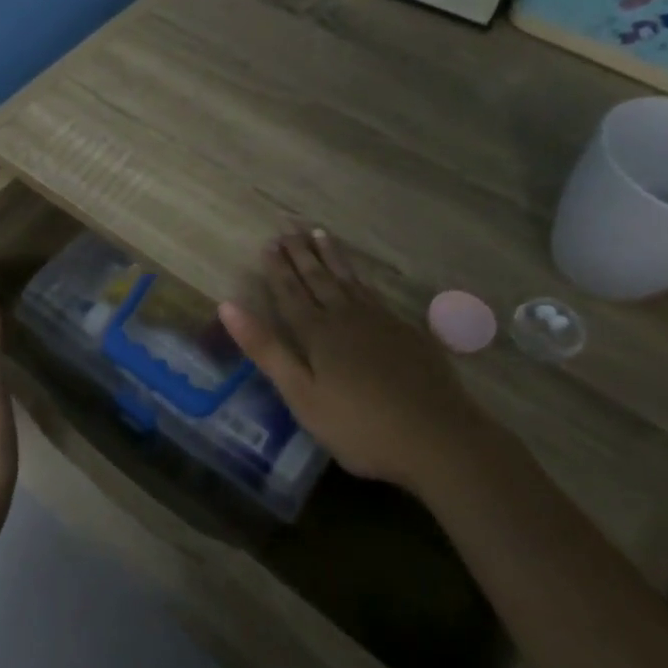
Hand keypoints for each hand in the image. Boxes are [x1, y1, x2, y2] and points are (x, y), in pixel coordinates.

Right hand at [219, 231, 475, 485]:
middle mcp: (347, 317)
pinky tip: (361, 279)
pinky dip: (361, 279)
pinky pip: (375, 293)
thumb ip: (266, 349)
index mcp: (317, 333)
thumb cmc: (360, 427)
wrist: (439, 439)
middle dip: (301, 254)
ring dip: (332, 257)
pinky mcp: (407, 333)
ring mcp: (381, 322)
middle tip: (289, 227)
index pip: (290, 293)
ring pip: (349, 280)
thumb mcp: (301, 395)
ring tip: (320, 234)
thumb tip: (227, 305)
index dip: (278, 269)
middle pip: (319, 279)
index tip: (269, 243)